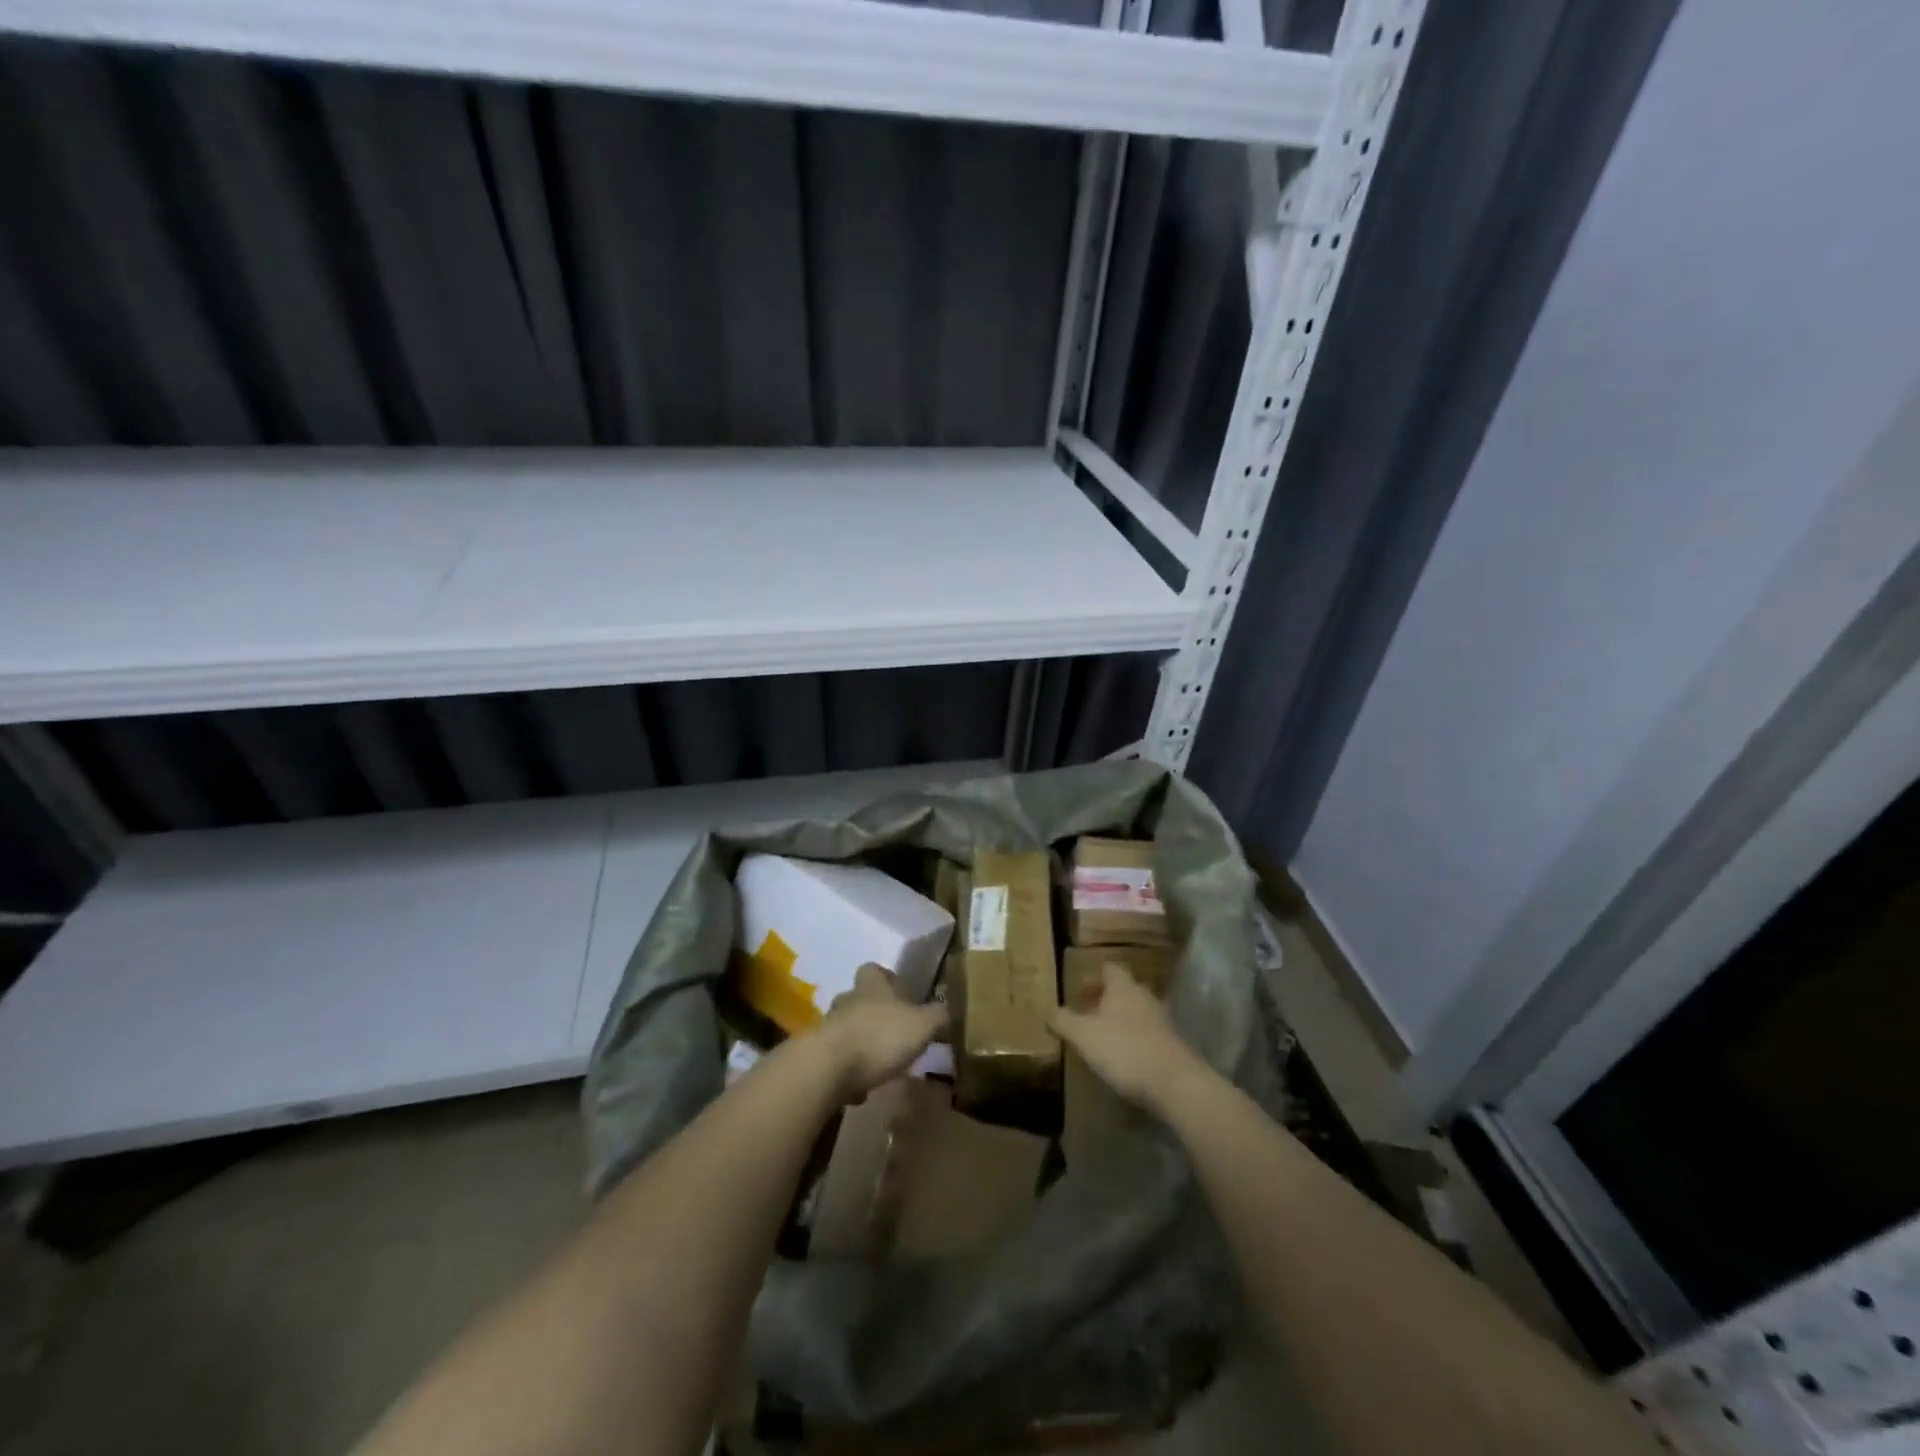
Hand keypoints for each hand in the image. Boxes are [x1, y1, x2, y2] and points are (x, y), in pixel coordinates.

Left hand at [816, 963, 946, 1102]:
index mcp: (871, 986)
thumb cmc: (879, 1036)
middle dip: (875, 1013)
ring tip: (881, 1063)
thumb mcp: (922, 1025)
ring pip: (848, 1028)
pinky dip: (849, 1070)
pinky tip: (862, 1088)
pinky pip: (837, 1059)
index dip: (886, 978)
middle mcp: (847, 1000)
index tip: (901, 992)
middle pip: (860, 999)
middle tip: (895, 1031)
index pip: (874, 970)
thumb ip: (937, 1016)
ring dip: (862, 1042)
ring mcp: (829, 1027)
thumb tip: (947, 1009)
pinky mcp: (818, 1055)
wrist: (828, 1068)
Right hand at [1049, 963, 1210, 1116]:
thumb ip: (1064, 1021)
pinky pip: (1147, 1034)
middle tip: (1085, 1014)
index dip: (1092, 976)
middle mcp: (1145, 996)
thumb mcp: (1083, 1035)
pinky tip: (1123, 1058)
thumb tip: (1048, 1010)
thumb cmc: (1123, 1049)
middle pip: (1123, 990)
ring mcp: (1162, 1020)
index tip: (1077, 990)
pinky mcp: (1172, 1044)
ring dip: (1119, 1020)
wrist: (1174, 1083)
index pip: (1108, 968)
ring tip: (1102, 1038)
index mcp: (1123, 987)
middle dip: (1104, 1000)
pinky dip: (1134, 1039)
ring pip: (1136, 1012)